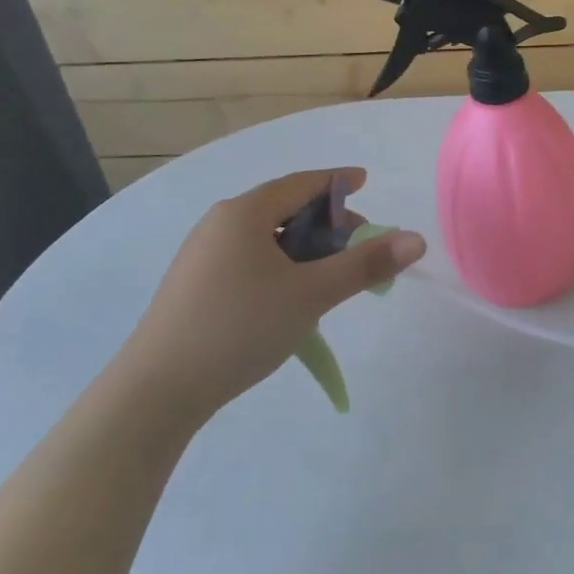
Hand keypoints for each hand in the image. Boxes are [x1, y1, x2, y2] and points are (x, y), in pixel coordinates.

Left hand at [115, 168, 425, 420]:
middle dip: (327, 223)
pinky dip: (281, 266)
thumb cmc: (240, 328)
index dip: (338, 181)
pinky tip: (292, 297)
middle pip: (284, 209)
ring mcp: (202, 256)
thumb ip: (365, 265)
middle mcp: (220, 224)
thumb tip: (417, 239)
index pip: (302, 183)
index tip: (366, 182)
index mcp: (244, 213)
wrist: (156, 392)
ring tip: (330, 277)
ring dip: (305, 249)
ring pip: (267, 238)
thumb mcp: (312, 294)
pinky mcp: (194, 286)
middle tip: (360, 248)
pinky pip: (249, 259)